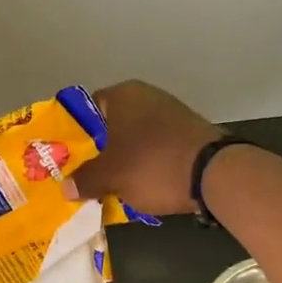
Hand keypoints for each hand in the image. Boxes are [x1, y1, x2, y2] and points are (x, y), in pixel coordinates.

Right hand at [74, 81, 220, 216]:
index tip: (67, 157)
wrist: (215, 174)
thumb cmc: (152, 165)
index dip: (75, 134)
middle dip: (99, 150)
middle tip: (85, 175)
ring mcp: (171, 113)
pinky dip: (147, 163)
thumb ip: (85, 179)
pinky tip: (141, 184)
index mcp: (123, 95)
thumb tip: (66, 187)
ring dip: (124, 158)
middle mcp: (146, 96)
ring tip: (111, 184)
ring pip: (135, 137)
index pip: (87, 109)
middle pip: (112, 124)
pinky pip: (156, 147)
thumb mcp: (111, 176)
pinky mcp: (189, 133)